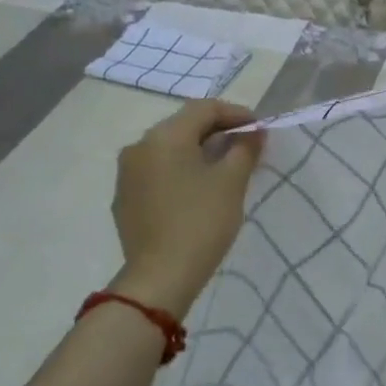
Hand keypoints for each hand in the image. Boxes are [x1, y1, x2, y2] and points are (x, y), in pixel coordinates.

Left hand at [110, 100, 264, 315]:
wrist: (160, 277)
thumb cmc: (201, 221)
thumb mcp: (232, 181)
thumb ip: (245, 148)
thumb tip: (254, 131)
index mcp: (164, 136)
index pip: (204, 109)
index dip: (236, 113)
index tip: (260, 128)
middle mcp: (139, 146)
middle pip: (184, 126)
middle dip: (218, 131)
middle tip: (247, 146)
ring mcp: (127, 173)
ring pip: (170, 149)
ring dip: (199, 151)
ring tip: (226, 167)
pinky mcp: (125, 198)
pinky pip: (158, 171)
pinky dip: (181, 170)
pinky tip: (199, 190)